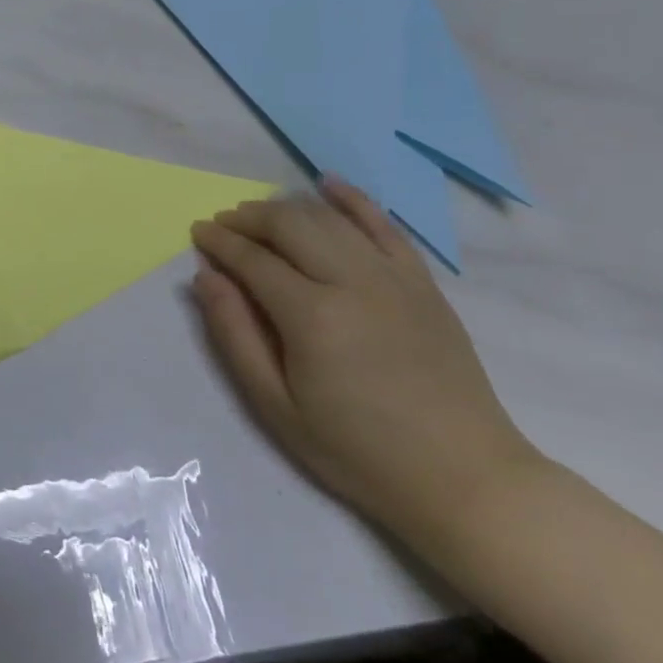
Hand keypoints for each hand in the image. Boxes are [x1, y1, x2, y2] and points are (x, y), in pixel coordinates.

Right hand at [191, 179, 543, 546]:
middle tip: (224, 225)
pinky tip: (328, 184)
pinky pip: (385, 226)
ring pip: (329, 218)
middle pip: (289, 225)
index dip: (220, 242)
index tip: (198, 233)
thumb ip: (235, 335)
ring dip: (287, 208)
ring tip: (260, 215)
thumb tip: (206, 277)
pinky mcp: (423, 283)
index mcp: (312, 315)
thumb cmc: (357, 450)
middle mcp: (352, 281)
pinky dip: (354, 200)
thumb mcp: (276, 406)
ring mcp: (394, 278)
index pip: (253, 259)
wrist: (465, 478)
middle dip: (248, 218)